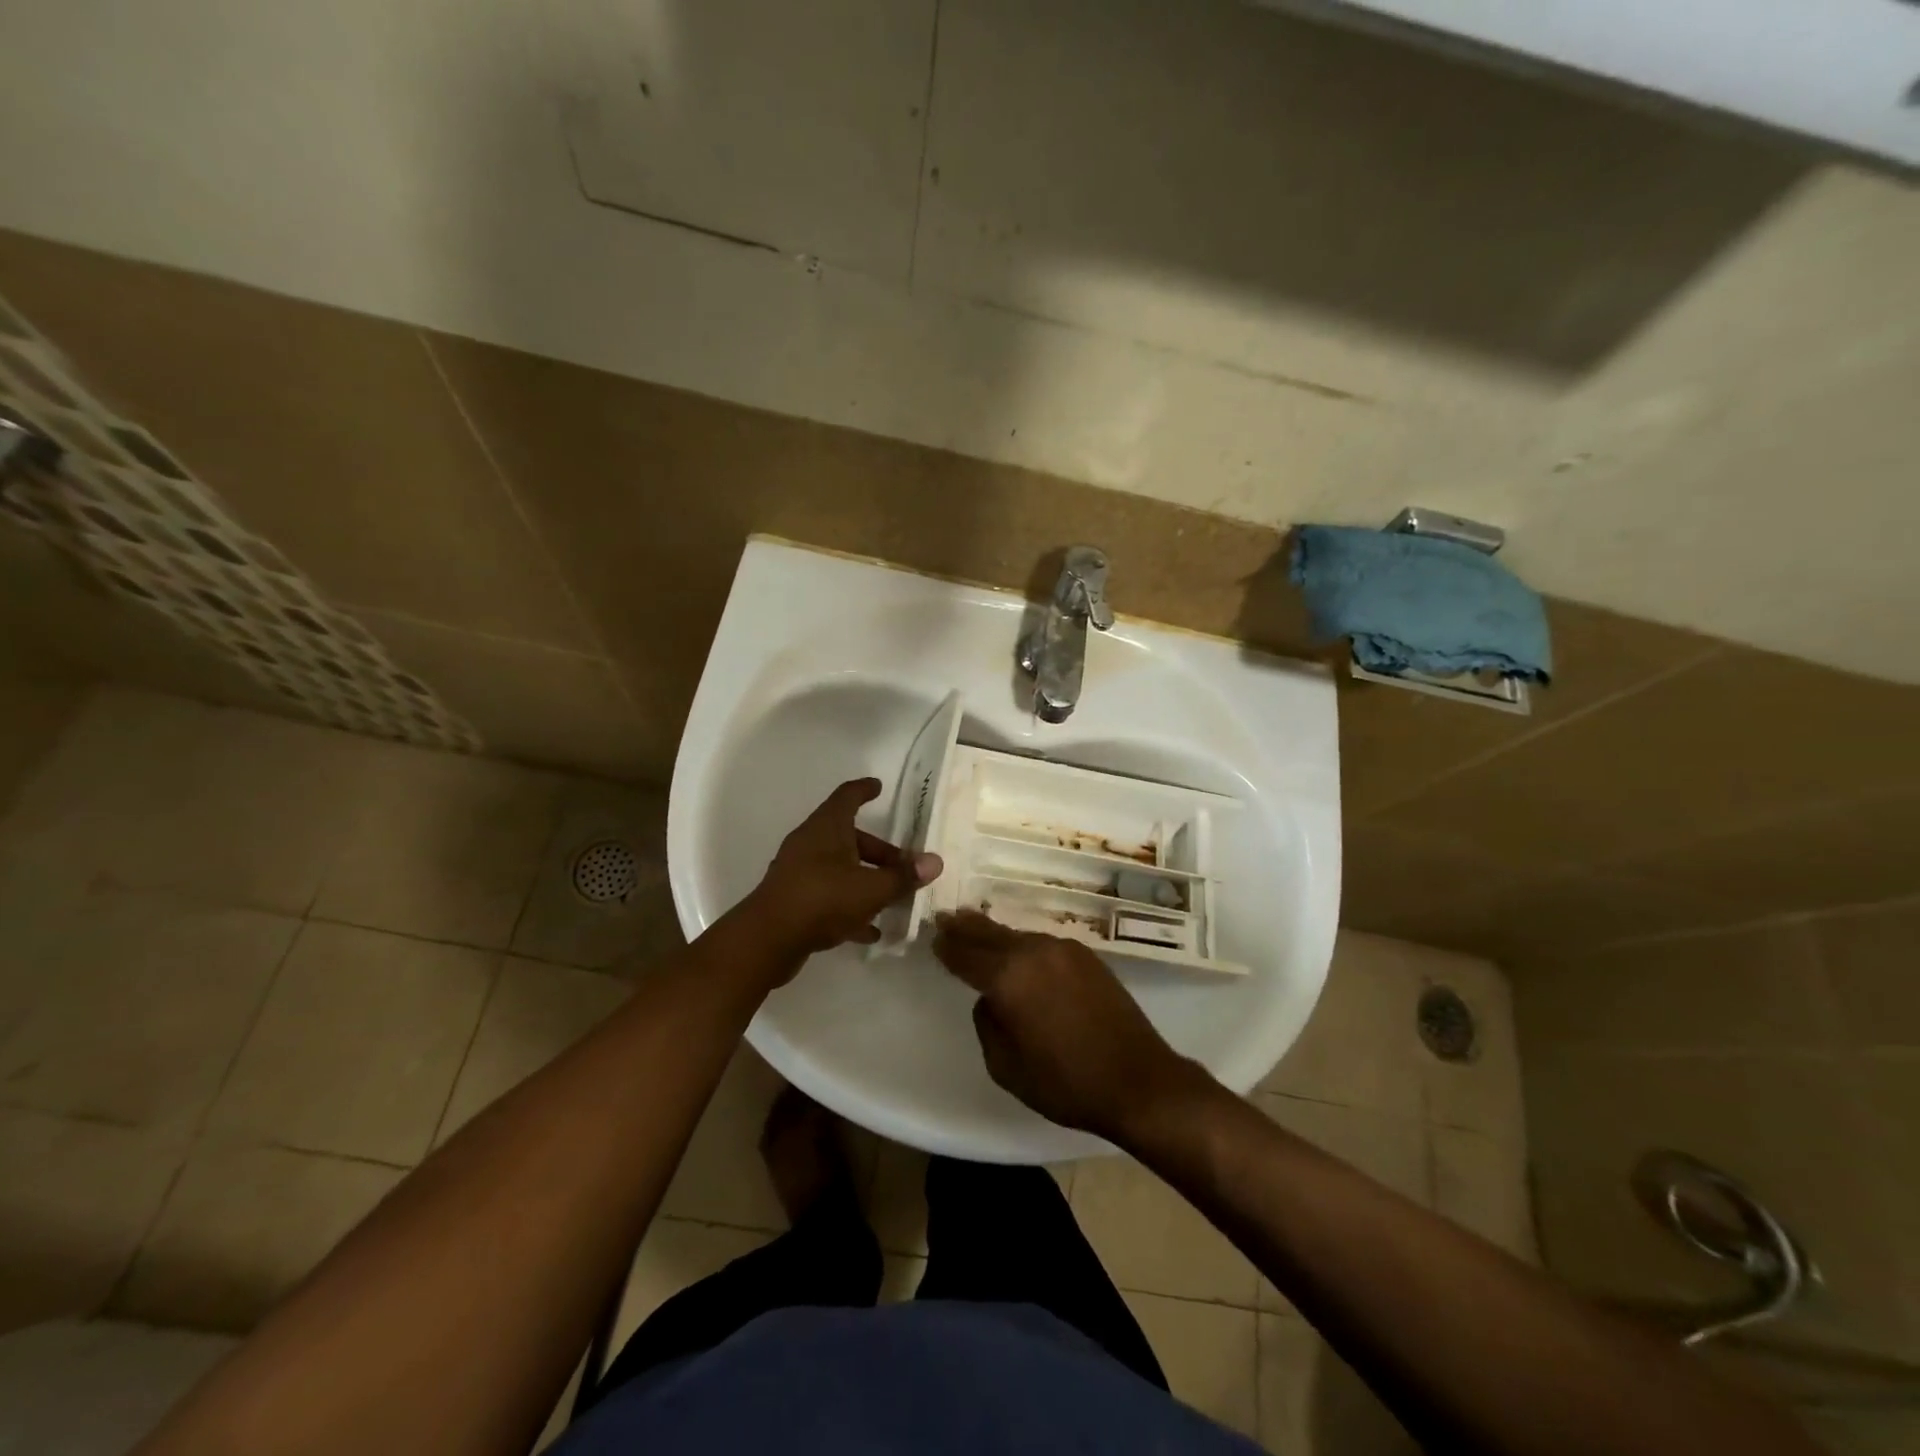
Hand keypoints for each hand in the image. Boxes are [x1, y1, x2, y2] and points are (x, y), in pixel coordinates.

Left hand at [746, 778, 942, 964]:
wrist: (767, 941)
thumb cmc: (822, 899)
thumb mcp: (871, 889)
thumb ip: (903, 876)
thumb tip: (934, 862)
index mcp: (826, 828)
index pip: (847, 796)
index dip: (864, 790)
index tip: (878, 787)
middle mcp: (810, 843)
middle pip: (849, 837)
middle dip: (879, 851)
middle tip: (904, 866)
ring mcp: (799, 872)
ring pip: (840, 867)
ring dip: (866, 879)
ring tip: (893, 898)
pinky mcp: (794, 900)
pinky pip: (829, 895)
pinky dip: (850, 906)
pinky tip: (870, 930)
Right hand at [932, 910, 1207, 1141]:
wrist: (1140, 1080)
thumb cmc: (1067, 1083)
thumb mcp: (1006, 1067)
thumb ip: (988, 1024)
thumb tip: (991, 1000)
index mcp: (1009, 978)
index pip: (966, 955)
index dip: (947, 947)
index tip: (934, 938)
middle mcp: (1035, 952)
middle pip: (991, 934)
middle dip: (966, 927)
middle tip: (946, 918)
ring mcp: (1064, 950)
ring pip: (1018, 936)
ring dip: (996, 935)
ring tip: (977, 930)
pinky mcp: (1087, 957)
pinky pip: (1043, 945)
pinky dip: (1023, 945)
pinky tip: (1018, 952)